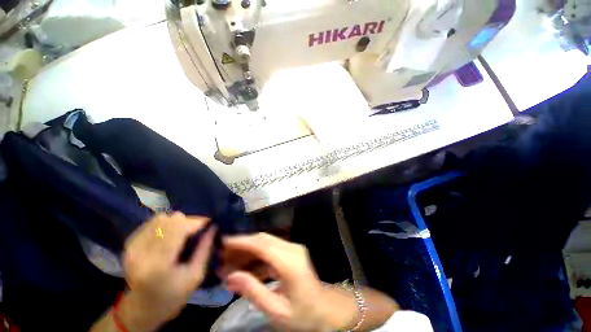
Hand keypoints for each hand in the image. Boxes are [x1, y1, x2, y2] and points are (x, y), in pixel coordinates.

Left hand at [120, 212, 215, 330]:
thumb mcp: (196, 275)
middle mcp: (142, 252)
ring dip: (176, 221)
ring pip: (160, 219)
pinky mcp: (129, 244)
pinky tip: (170, 233)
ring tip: (184, 231)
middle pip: (169, 221)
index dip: (196, 222)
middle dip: (188, 221)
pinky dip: (165, 224)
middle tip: (197, 229)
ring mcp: (133, 247)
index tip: (208, 223)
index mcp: (159, 264)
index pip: (178, 228)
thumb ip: (205, 248)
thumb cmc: (173, 295)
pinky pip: (152, 223)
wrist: (142, 308)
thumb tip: (214, 226)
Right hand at [221, 233, 359, 331]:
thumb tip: (230, 276)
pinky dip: (256, 258)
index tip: (223, 242)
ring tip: (228, 263)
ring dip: (248, 251)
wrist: (325, 310)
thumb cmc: (303, 314)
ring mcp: (293, 249)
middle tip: (222, 254)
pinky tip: (244, 269)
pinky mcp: (292, 252)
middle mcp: (292, 249)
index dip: (242, 241)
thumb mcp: (276, 310)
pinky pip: (271, 251)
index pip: (262, 245)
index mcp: (290, 262)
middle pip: (263, 240)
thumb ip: (253, 291)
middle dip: (242, 245)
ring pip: (266, 243)